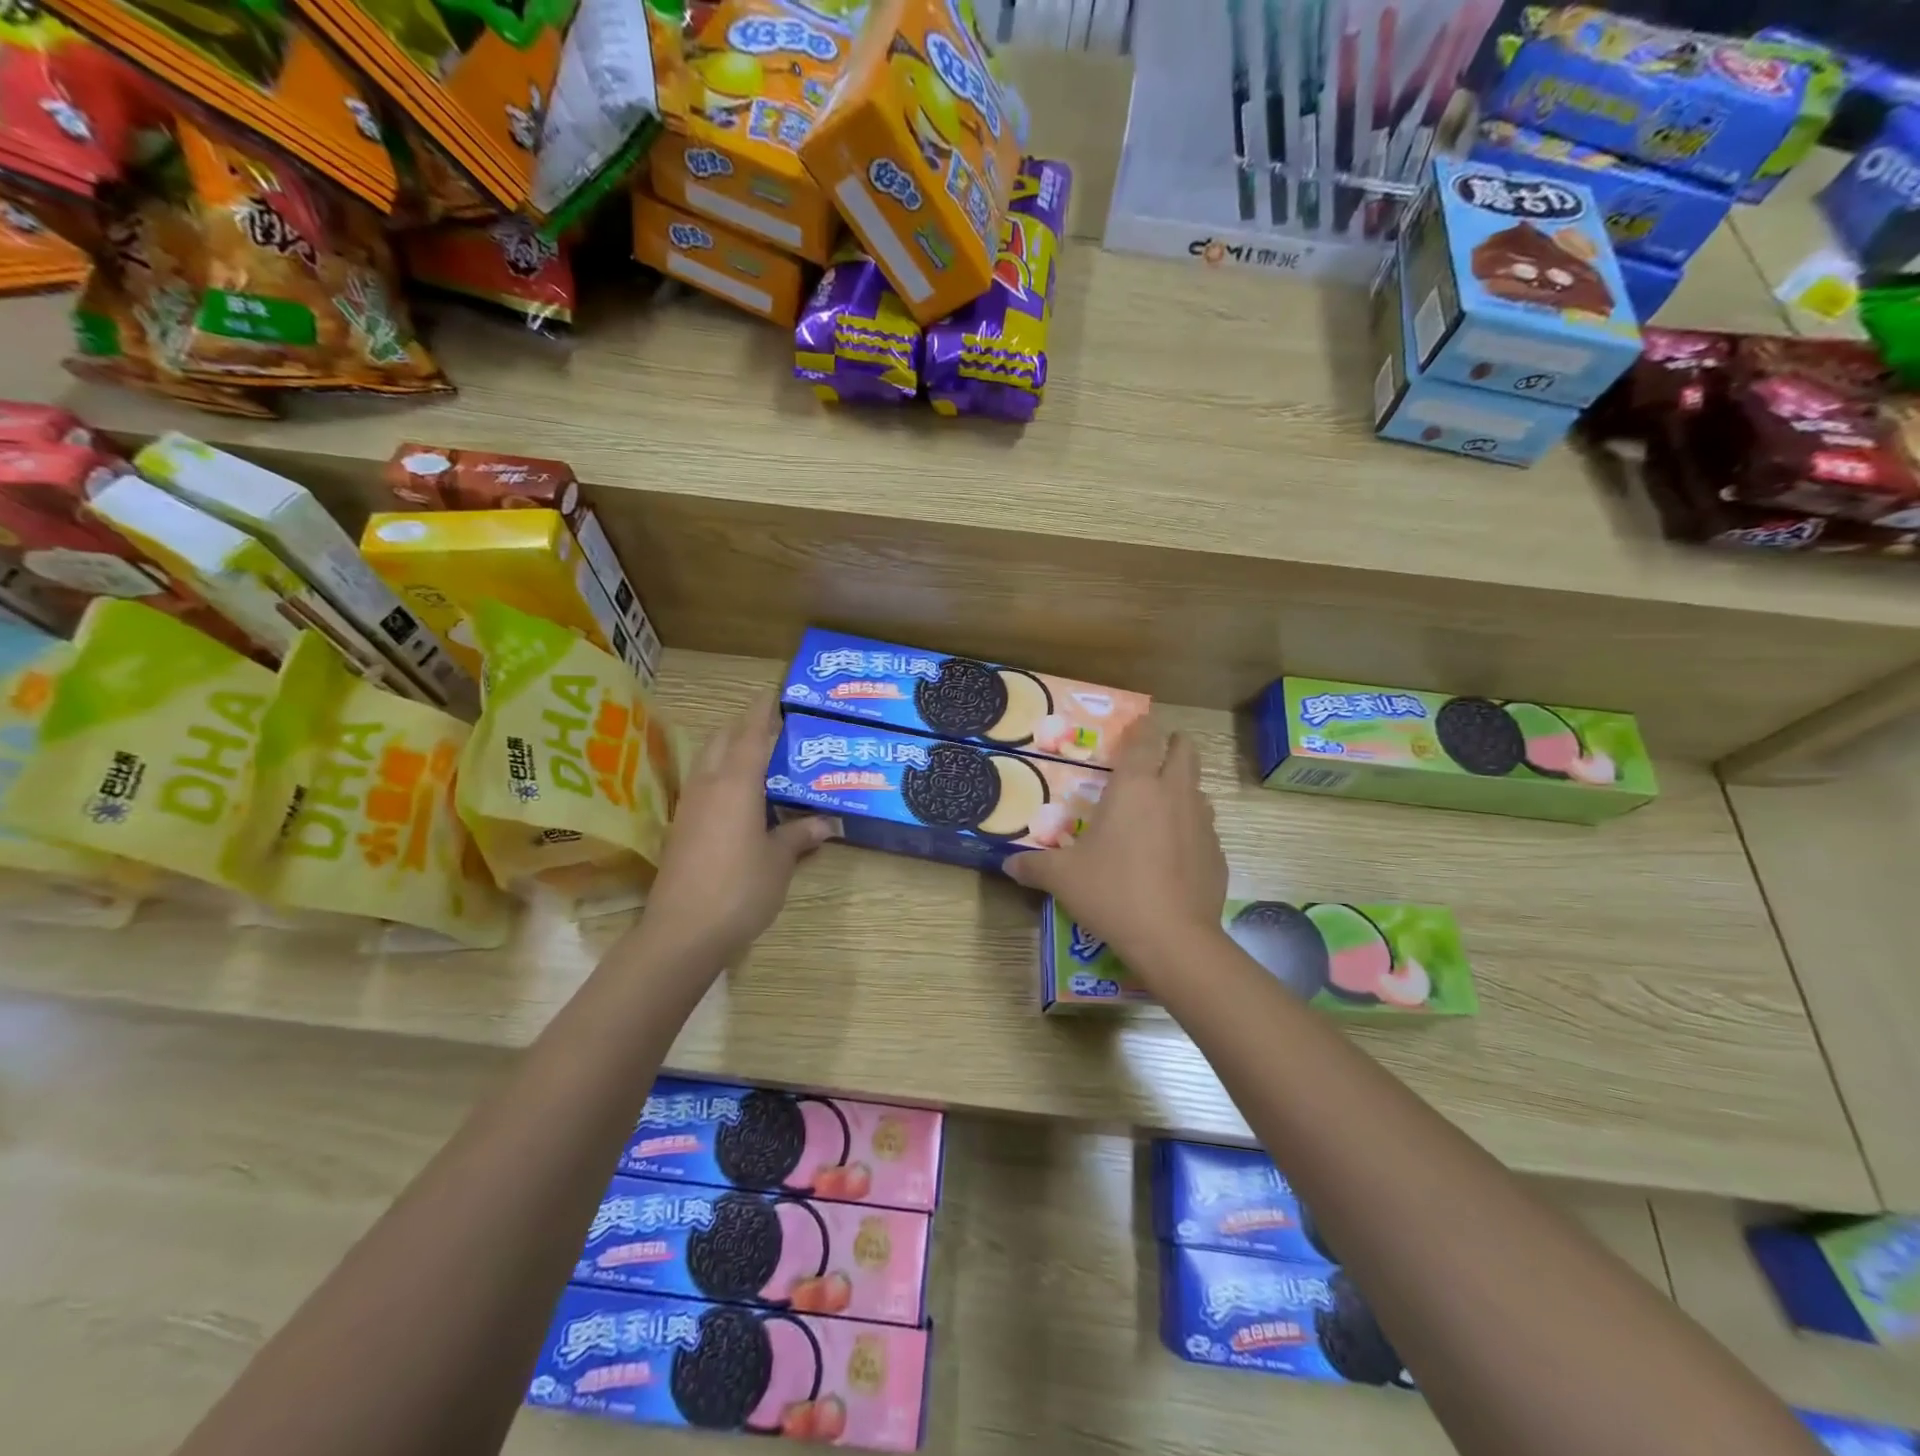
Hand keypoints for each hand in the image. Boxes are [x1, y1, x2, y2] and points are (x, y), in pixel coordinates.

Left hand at [636, 691, 830, 967]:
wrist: (683, 931)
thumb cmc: (740, 888)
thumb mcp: (779, 861)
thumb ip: (799, 836)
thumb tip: (826, 822)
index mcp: (736, 783)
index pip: (751, 734)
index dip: (763, 711)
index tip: (774, 694)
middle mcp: (708, 784)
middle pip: (722, 739)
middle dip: (744, 726)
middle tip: (773, 727)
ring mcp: (690, 806)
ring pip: (708, 761)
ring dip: (729, 749)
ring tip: (759, 756)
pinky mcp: (681, 827)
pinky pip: (703, 785)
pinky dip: (721, 776)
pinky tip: (739, 795)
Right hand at [1007, 720, 1227, 976]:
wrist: (1173, 938)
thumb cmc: (1112, 892)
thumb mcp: (1063, 878)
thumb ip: (1033, 866)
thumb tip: (1007, 866)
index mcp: (1135, 786)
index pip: (1144, 739)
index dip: (1141, 727)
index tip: (1137, 724)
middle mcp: (1172, 793)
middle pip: (1185, 751)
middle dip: (1173, 746)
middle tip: (1153, 756)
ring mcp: (1202, 822)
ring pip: (1198, 788)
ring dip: (1183, 787)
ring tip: (1161, 805)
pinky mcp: (1217, 852)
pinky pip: (1205, 827)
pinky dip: (1191, 828)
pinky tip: (1174, 852)